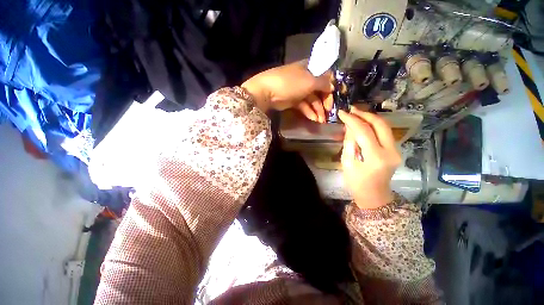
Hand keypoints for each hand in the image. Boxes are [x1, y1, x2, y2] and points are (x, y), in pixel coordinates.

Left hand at [242, 61, 332, 122]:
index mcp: (311, 69)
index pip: (326, 77)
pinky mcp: (293, 101)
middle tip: (328, 113)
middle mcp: (306, 79)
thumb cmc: (290, 83)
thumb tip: (333, 86)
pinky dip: (309, 112)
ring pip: (312, 100)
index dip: (331, 88)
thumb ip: (323, 83)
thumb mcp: (309, 81)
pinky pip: (304, 106)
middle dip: (324, 103)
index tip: (335, 98)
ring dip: (317, 110)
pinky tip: (313, 119)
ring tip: (321, 121)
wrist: (267, 92)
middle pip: (319, 91)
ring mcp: (299, 91)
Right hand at [338, 108, 401, 209]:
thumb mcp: (347, 163)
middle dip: (364, 114)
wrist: (374, 196)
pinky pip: (384, 133)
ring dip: (370, 118)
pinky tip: (363, 123)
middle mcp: (390, 151)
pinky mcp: (395, 150)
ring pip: (385, 126)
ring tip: (356, 113)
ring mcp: (396, 150)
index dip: (352, 120)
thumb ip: (349, 143)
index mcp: (375, 157)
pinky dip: (373, 125)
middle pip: (380, 124)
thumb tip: (349, 127)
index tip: (342, 113)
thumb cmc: (356, 183)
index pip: (363, 131)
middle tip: (351, 110)